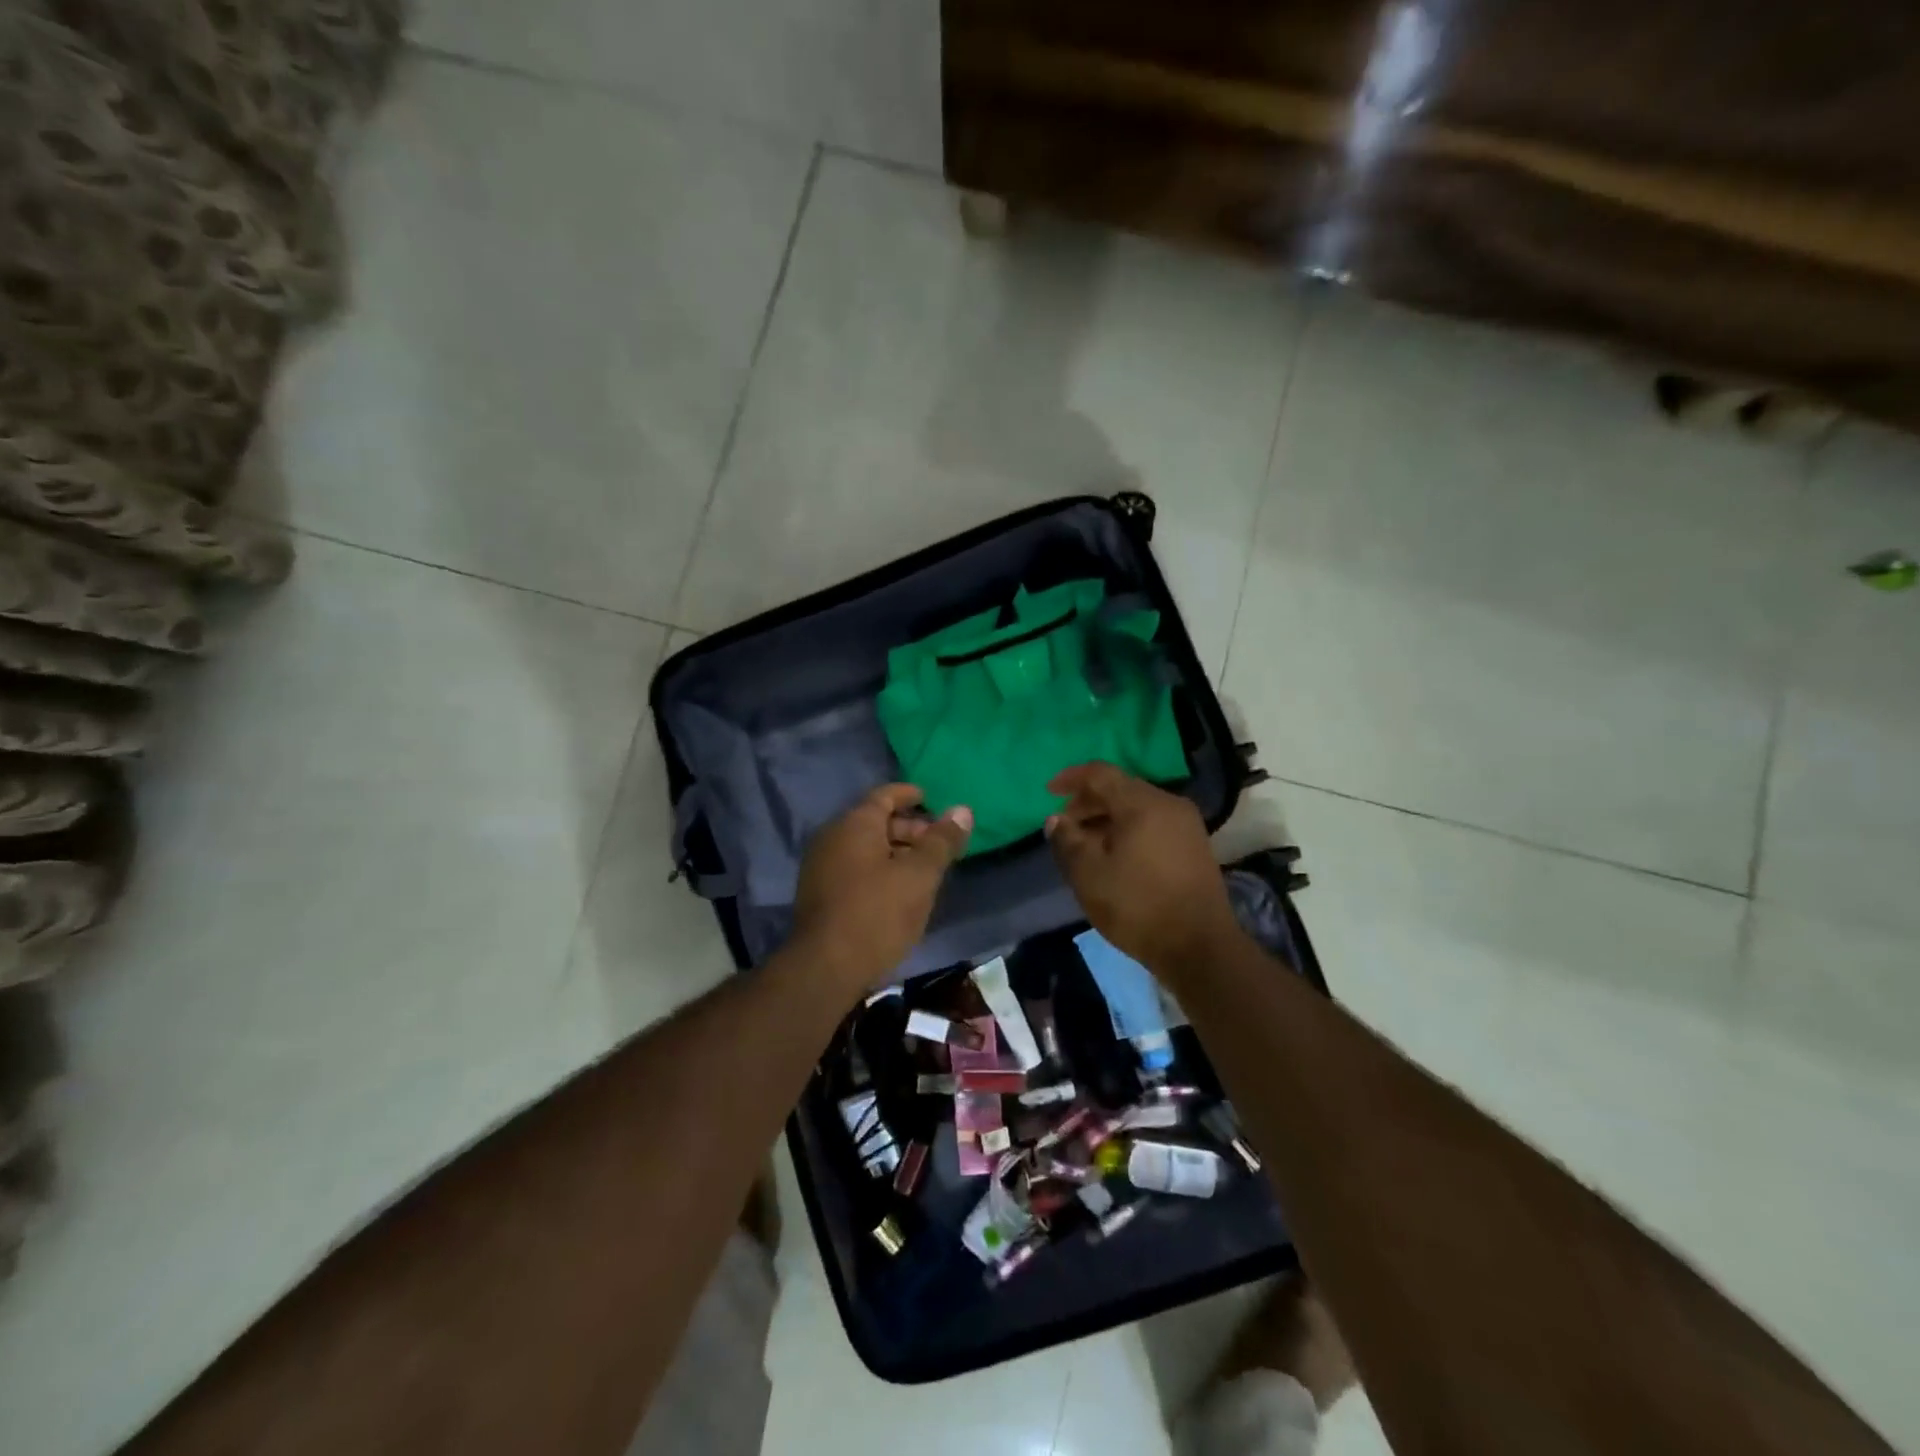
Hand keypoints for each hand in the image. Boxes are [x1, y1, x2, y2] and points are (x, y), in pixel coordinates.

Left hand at [789, 785, 971, 993]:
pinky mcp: (818, 893)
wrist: (826, 968)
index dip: (909, 795)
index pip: (885, 795)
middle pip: (875, 821)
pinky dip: (878, 869)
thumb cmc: (878, 913)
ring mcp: (820, 865)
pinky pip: (854, 867)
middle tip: (938, 844)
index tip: (931, 799)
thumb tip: (962, 810)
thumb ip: (942, 841)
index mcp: (855, 824)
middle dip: (908, 828)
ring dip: (895, 852)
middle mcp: (833, 836)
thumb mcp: (919, 876)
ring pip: (864, 847)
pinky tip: (898, 891)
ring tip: (924, 870)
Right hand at [1045, 762, 1238, 972]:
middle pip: (1121, 788)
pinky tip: (1113, 855)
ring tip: (1084, 843)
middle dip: (1088, 802)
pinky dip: (1128, 829)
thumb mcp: (1089, 874)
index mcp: (1143, 804)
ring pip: (1137, 807)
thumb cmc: (1138, 906)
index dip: (1071, 778)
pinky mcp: (1194, 846)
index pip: (1100, 773)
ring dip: (1107, 818)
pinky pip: (1153, 823)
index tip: (1048, 792)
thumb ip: (1067, 840)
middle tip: (1064, 825)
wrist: (1199, 948)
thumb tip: (1056, 819)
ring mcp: (1186, 825)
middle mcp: (1169, 804)